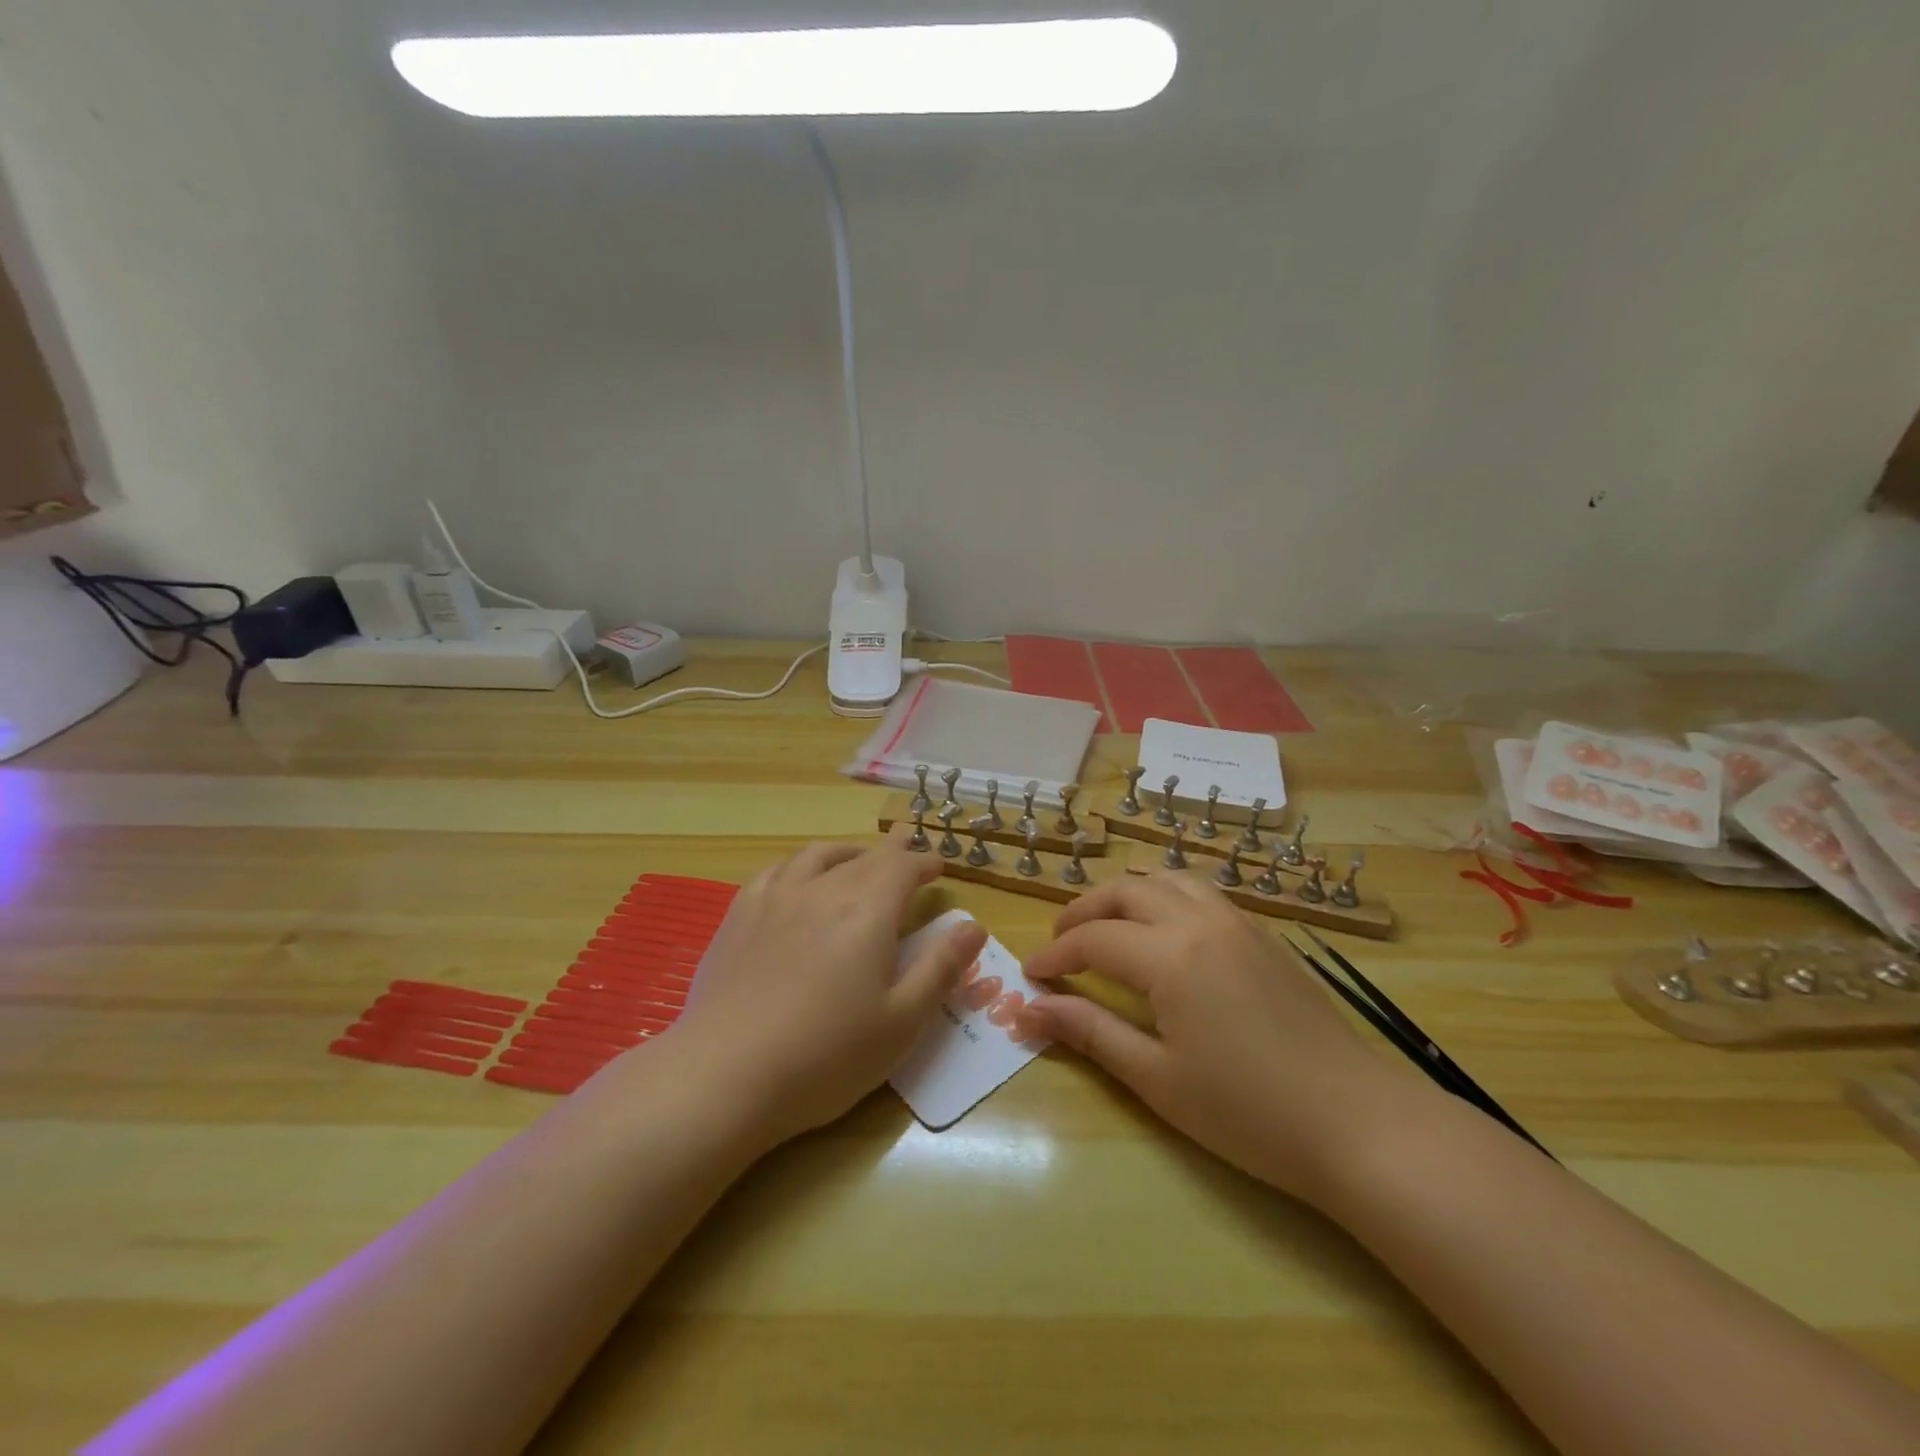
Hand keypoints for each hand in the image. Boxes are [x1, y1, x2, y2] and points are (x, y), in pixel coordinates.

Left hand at [674, 842, 986, 1148]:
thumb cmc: (827, 1055)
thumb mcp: (902, 1021)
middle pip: (864, 857)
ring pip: (818, 855)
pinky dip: (799, 865)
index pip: (903, 867)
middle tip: (907, 851)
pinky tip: (797, 879)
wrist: (726, 1074)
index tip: (937, 866)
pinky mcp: (740, 916)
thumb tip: (974, 926)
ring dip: (848, 851)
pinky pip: (776, 871)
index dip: (923, 863)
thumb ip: (941, 968)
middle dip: (892, 852)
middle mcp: (824, 890)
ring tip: (858, 858)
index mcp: (868, 911)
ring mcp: (776, 898)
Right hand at [1023, 874, 1417, 1203]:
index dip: (1056, 955)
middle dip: (1085, 911)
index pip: (1095, 939)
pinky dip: (1168, 897)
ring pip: (1169, 879)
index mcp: (1171, 955)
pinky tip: (1167, 934)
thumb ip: (1091, 1032)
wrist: (1360, 1125)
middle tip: (1062, 944)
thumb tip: (1029, 1009)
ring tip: (1109, 927)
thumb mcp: (1157, 1078)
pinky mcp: (1266, 936)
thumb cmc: (1249, 1112)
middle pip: (1127, 891)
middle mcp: (1201, 921)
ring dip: (1128, 894)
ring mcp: (1240, 923)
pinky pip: (1203, 893)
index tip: (1031, 977)